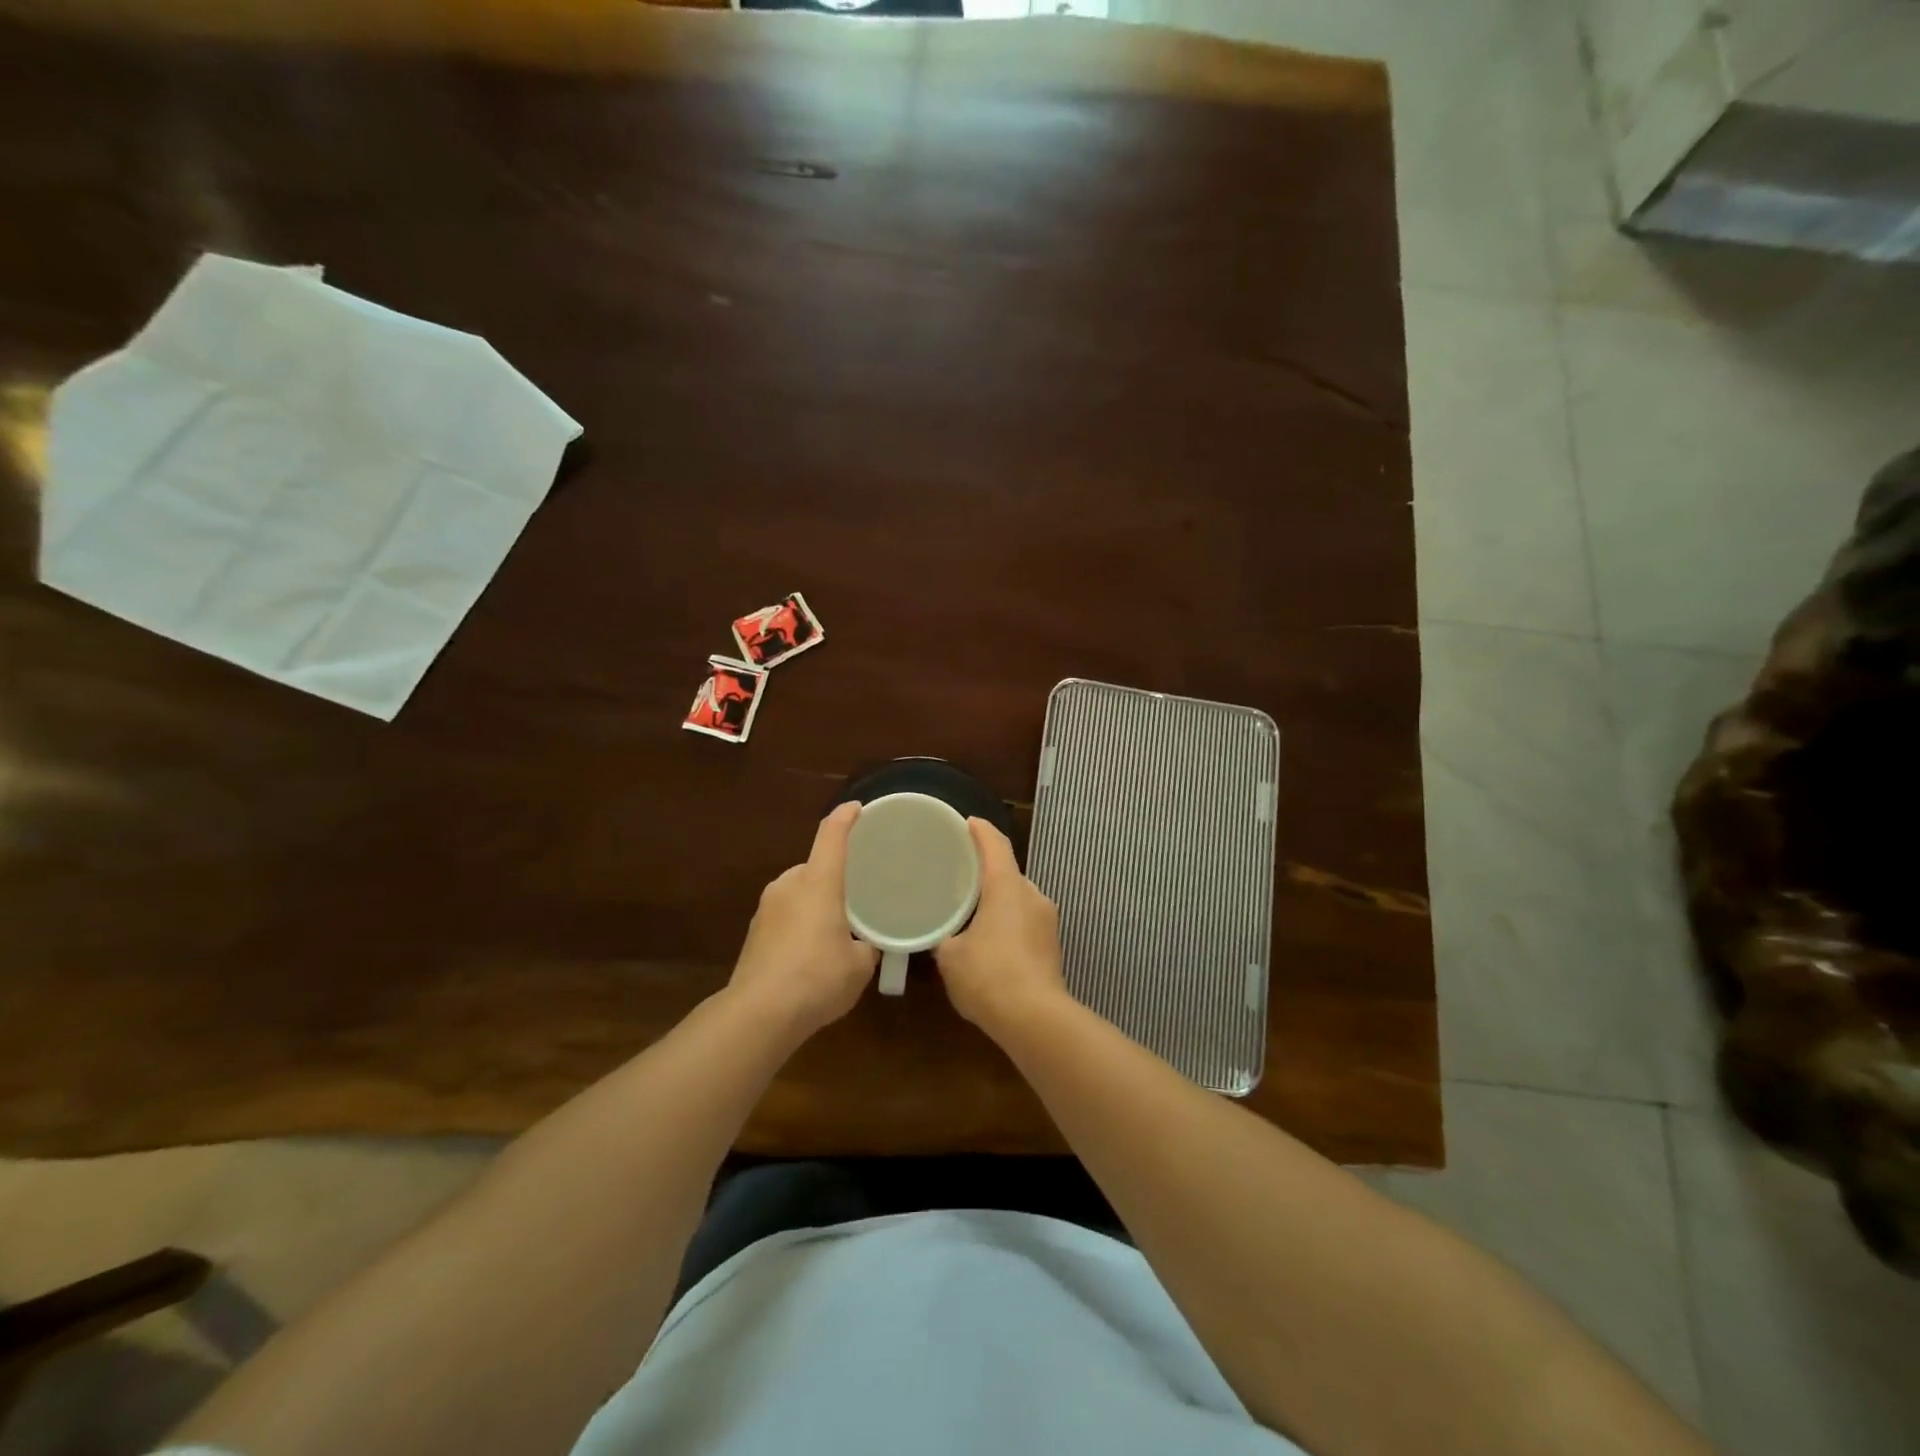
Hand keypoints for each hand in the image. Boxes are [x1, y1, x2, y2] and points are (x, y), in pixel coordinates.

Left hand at [728, 801, 877, 1039]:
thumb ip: (866, 947)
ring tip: (835, 930)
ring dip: (815, 903)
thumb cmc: (817, 978)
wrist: (759, 1014)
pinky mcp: (753, 932)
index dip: (845, 817)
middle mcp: (789, 885)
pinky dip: (799, 924)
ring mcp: (766, 908)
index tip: (857, 808)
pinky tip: (810, 954)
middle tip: (854, 896)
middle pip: (814, 867)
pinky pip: (785, 915)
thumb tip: (865, 945)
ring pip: (798, 892)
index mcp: (818, 882)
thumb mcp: (859, 965)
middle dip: (833, 878)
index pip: (832, 836)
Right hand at [934, 819, 1067, 1034]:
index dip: (980, 830)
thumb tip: (946, 937)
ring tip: (972, 911)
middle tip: (960, 875)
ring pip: (1018, 900)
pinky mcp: (1053, 946)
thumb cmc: (988, 976)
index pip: (995, 845)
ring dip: (998, 901)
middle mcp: (1032, 896)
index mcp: (1007, 887)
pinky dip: (1008, 924)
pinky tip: (990, 942)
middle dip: (986, 872)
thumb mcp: (951, 956)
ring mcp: (1047, 922)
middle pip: (1008, 873)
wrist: (1035, 1019)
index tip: (967, 823)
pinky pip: (1026, 923)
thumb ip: (946, 937)